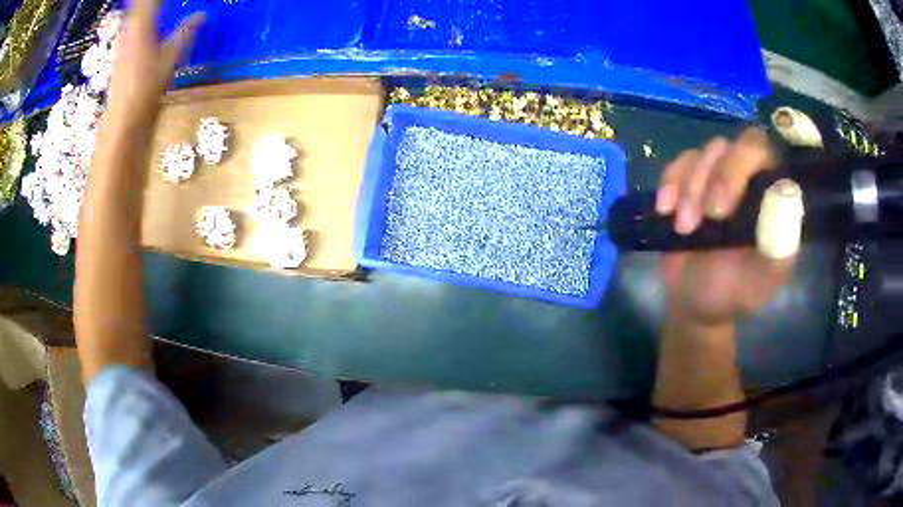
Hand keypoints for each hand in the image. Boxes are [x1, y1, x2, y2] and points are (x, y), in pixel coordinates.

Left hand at [106, 0, 203, 123]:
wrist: (124, 117)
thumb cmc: (147, 86)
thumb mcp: (171, 57)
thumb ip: (186, 32)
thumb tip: (203, 14)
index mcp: (143, 23)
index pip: (150, 0)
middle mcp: (129, 28)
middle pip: (139, 5)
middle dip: (149, 2)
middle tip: (162, 3)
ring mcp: (122, 42)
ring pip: (133, 15)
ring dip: (143, 9)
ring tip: (156, 9)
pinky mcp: (120, 54)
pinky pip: (129, 28)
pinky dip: (138, 22)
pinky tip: (147, 26)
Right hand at [655, 128, 794, 325]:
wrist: (694, 303)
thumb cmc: (732, 292)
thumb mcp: (760, 279)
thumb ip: (778, 242)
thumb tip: (787, 190)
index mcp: (770, 196)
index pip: (762, 152)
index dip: (741, 165)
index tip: (722, 210)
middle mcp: (747, 178)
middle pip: (730, 146)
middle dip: (713, 179)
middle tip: (702, 219)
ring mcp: (717, 178)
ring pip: (703, 154)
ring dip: (689, 189)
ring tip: (684, 228)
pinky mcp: (690, 182)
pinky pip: (677, 164)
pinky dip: (669, 184)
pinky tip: (665, 211)